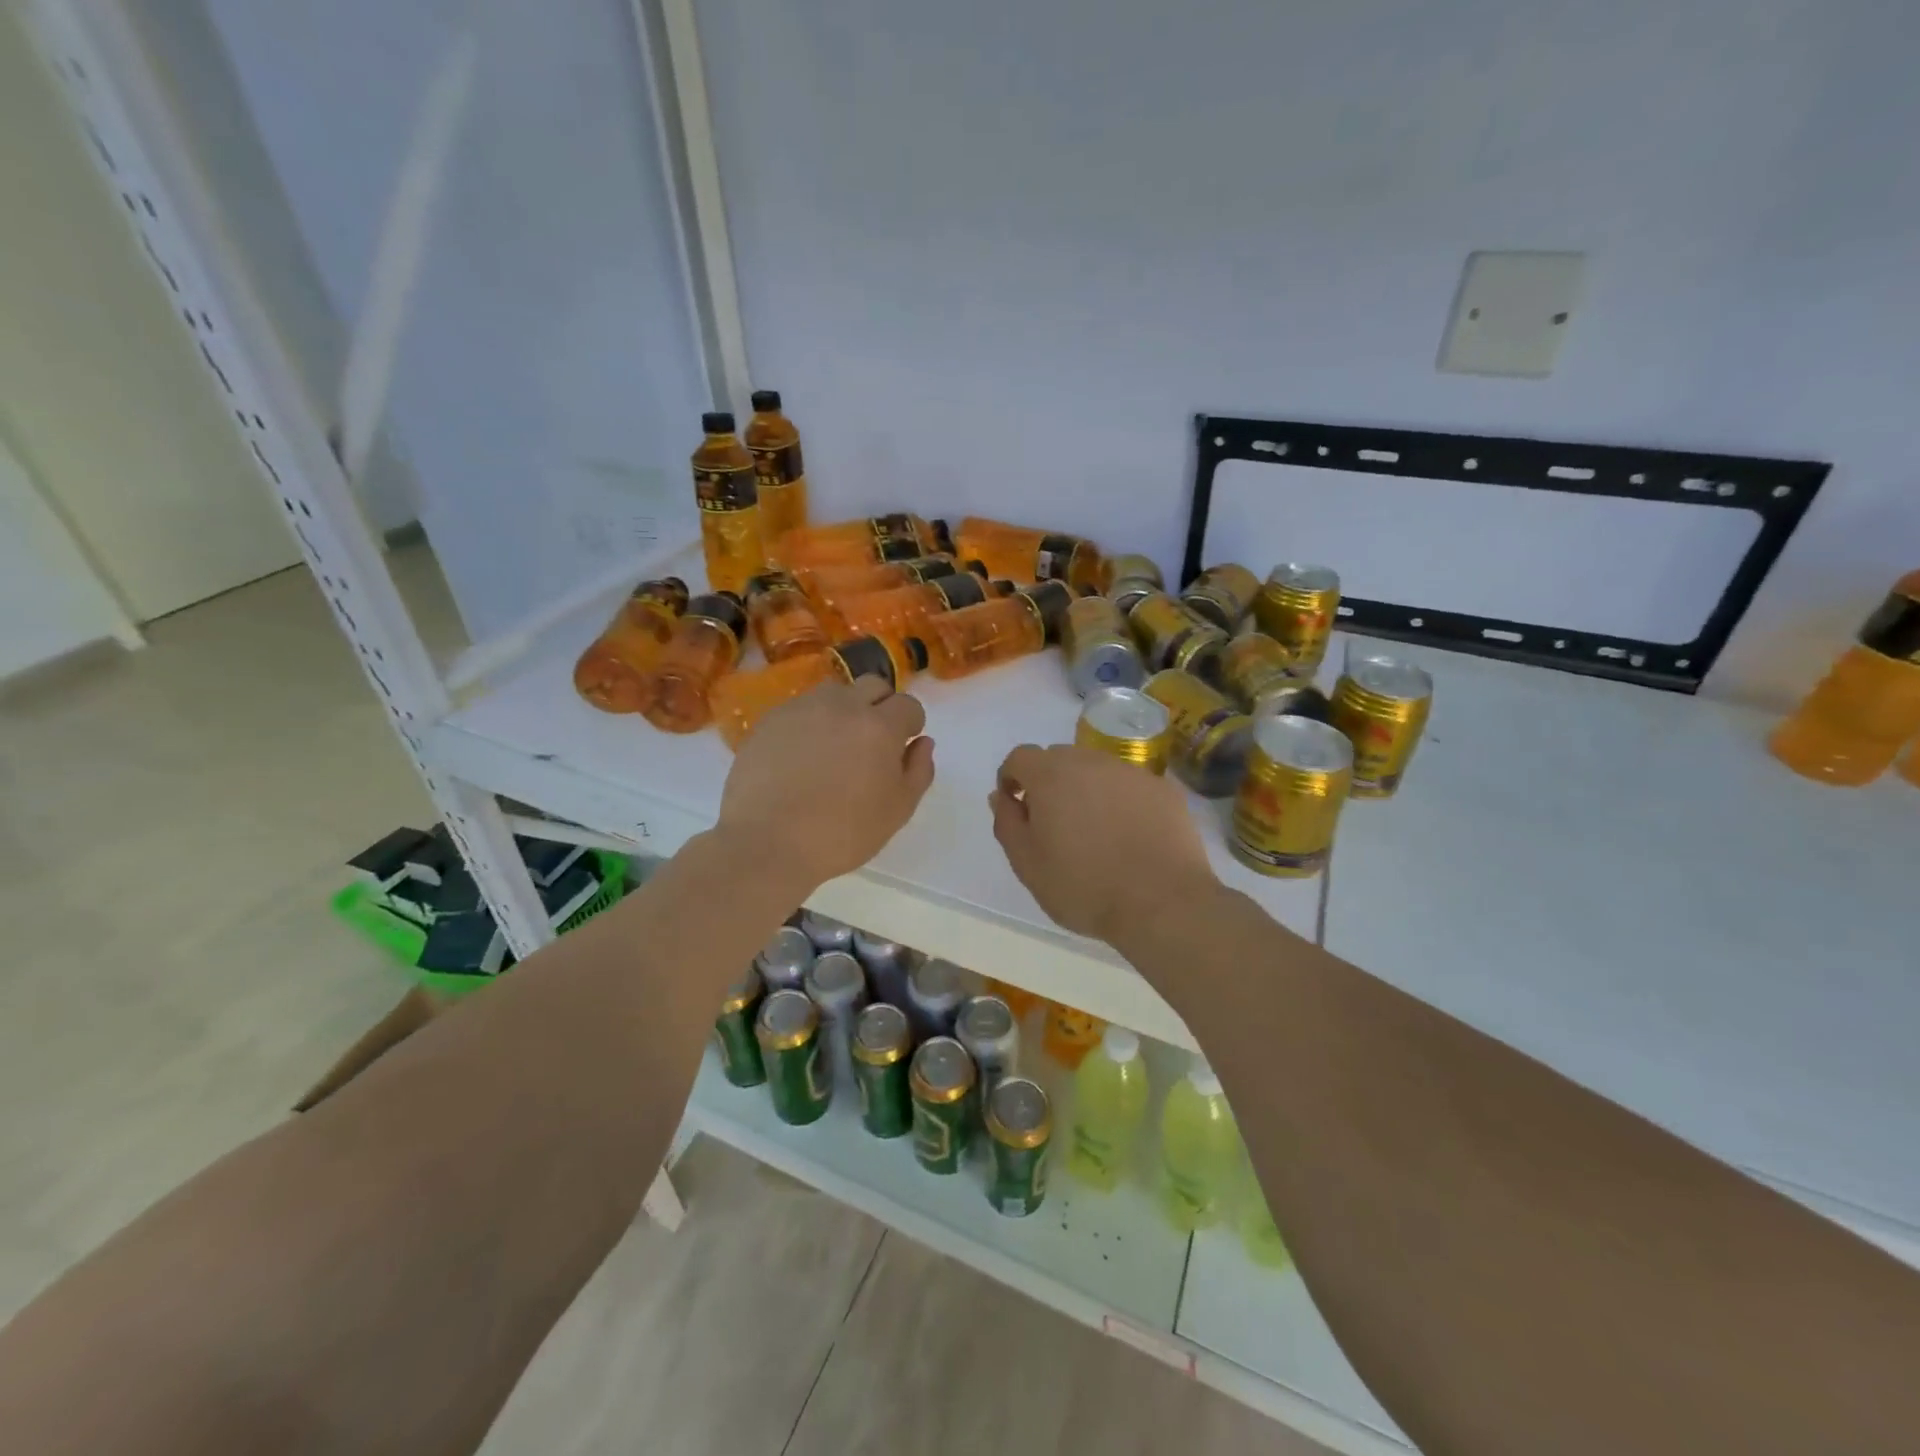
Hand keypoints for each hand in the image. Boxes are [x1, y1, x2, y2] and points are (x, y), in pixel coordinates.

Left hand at [717, 676, 934, 889]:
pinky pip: (801, 709)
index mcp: (880, 726)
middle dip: (881, 706)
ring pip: (835, 693)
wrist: (767, 842)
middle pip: (873, 685)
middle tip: (872, 743)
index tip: (901, 749)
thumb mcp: (897, 811)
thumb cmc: (842, 833)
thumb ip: (918, 770)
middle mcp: (843, 705)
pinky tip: (802, 756)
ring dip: (844, 710)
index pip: (908, 706)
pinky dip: (810, 723)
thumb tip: (922, 742)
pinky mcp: (770, 720)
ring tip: (834, 746)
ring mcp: (802, 708)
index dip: (910, 726)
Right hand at [989, 744, 1216, 943]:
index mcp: (1052, 776)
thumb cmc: (1085, 887)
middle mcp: (1091, 762)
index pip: (1020, 757)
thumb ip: (1008, 823)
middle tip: (1053, 823)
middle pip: (1059, 759)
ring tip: (1094, 831)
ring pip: (1097, 769)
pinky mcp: (1163, 789)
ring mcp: (1131, 773)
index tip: (1016, 806)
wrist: (1162, 903)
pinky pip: (1130, 786)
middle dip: (1049, 782)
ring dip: (1086, 789)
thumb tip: (1000, 796)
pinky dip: (1121, 801)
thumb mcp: (1028, 864)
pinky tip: (1129, 835)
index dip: (1012, 778)